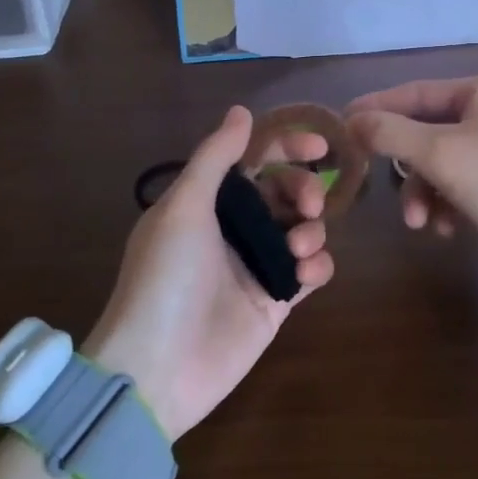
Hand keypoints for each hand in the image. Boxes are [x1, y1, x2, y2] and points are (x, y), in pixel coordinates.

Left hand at [84, 107, 335, 439]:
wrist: (157, 369)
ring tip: (297, 249)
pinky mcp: (276, 300)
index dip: (287, 147)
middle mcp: (235, 228)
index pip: (255, 160)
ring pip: (303, 228)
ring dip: (312, 229)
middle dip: (304, 189)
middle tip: (309, 204)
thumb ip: (215, 156)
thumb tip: (242, 110)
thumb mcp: (183, 207)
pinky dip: (317, 266)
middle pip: (286, 191)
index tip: (320, 147)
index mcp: (209, 201)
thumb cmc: (165, 278)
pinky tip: (304, 276)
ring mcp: (257, 265)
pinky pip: (311, 271)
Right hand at [346, 77, 477, 268]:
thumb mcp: (441, 157)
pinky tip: (447, 228)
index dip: (376, 108)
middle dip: (406, 166)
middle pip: (426, 129)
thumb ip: (392, 134)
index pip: (415, 92)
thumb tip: (351, 121)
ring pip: (440, 159)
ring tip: (420, 223)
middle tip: (377, 185)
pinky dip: (447, 201)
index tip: (341, 125)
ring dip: (424, 191)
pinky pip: (460, 178)